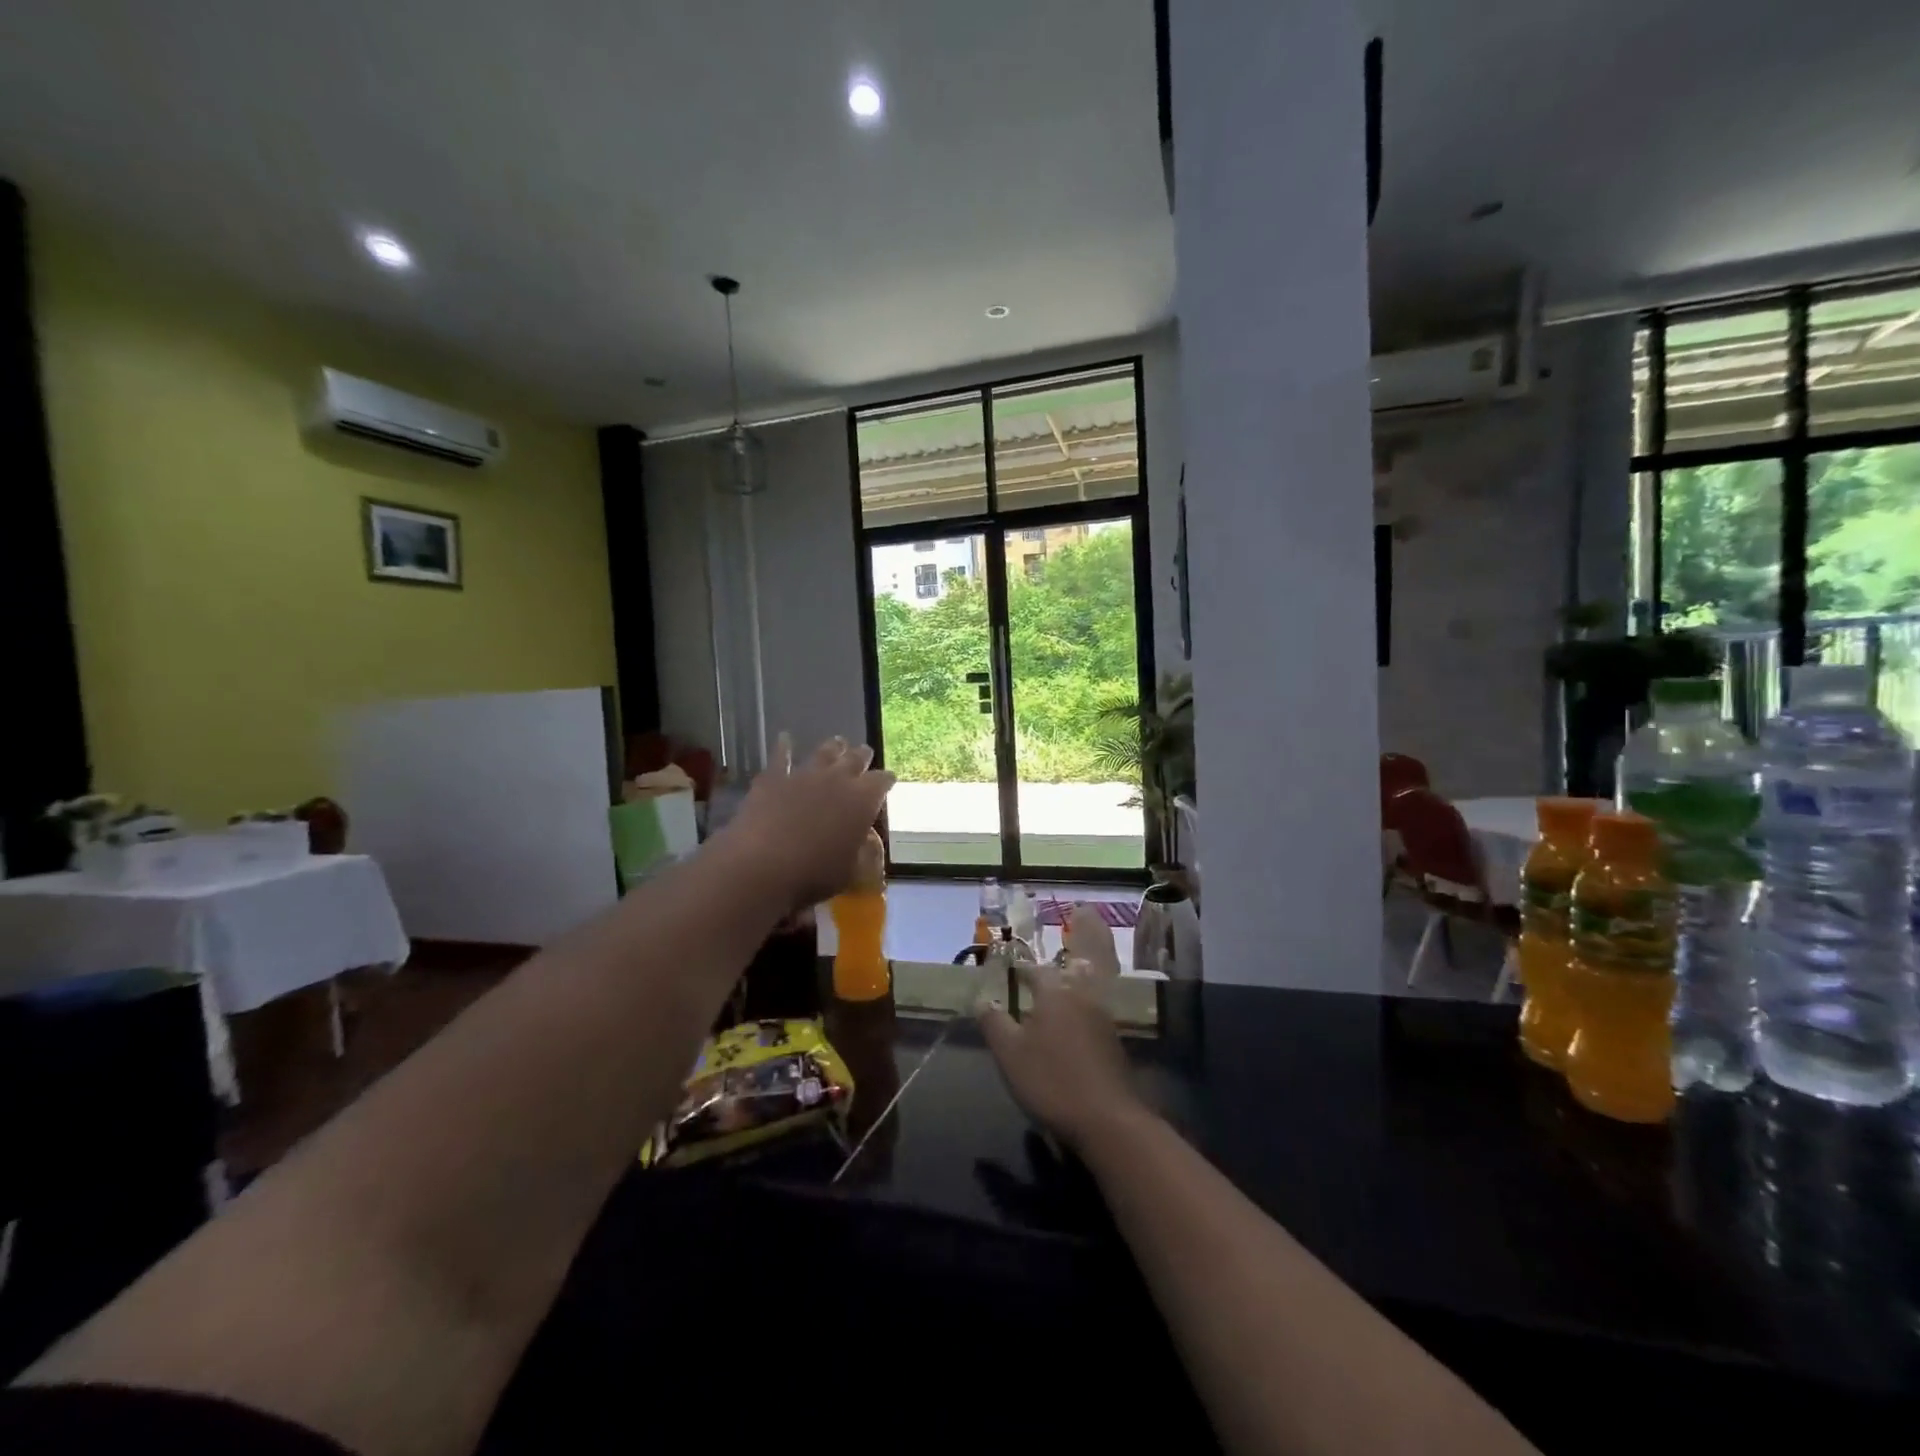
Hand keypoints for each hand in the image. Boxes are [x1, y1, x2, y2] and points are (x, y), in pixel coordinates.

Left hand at [721, 735, 894, 907]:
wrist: (763, 865)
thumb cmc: (814, 874)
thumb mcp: (851, 871)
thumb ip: (862, 852)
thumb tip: (866, 842)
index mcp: (863, 800)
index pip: (882, 781)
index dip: (886, 780)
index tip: (888, 781)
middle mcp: (838, 779)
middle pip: (855, 759)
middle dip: (862, 756)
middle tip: (864, 754)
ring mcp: (805, 775)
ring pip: (824, 752)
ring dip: (833, 747)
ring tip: (838, 742)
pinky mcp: (774, 778)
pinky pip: (781, 757)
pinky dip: (784, 747)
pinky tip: (784, 738)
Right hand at [978, 964, 1148, 1151]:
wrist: (1107, 1120)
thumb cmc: (1051, 1080)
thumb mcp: (1009, 1053)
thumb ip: (994, 1023)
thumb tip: (982, 1001)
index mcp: (1055, 993)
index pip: (1037, 970)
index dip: (1023, 972)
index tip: (1012, 976)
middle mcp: (1082, 998)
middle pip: (1067, 977)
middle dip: (1052, 980)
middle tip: (1035, 989)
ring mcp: (1103, 1021)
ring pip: (1083, 997)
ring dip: (1068, 999)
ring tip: (1051, 1014)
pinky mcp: (1115, 1044)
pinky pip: (1093, 1020)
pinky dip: (1080, 1021)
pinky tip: (1071, 1040)